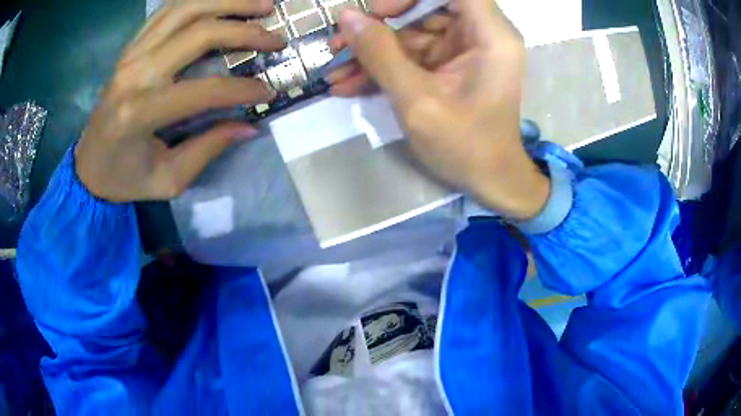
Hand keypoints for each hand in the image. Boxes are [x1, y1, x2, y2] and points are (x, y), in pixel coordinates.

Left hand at [75, 0, 284, 202]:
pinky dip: (199, 0)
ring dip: (228, 1)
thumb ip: (207, 150)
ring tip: (262, 4)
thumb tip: (249, 126)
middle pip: (199, 33)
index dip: (243, 89)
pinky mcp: (130, 48)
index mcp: (141, 112)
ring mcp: (131, 54)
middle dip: (245, 31)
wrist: (87, 167)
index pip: (204, 90)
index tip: (269, 92)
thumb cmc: (123, 179)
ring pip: (185, 9)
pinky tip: (222, 2)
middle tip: (276, 38)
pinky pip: (167, 11)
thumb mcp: (167, 180)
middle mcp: (135, 73)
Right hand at [330, 0, 549, 219]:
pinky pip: (413, 56)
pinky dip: (384, 68)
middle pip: (426, 8)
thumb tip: (346, 17)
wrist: (489, 181)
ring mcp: (464, 51)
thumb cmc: (465, 146)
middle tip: (339, 44)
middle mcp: (480, 35)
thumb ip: (380, 54)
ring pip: (412, 34)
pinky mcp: (450, 67)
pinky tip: (349, 83)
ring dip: (372, 52)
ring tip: (335, 70)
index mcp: (490, 36)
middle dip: (379, 27)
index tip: (381, 11)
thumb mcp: (417, 101)